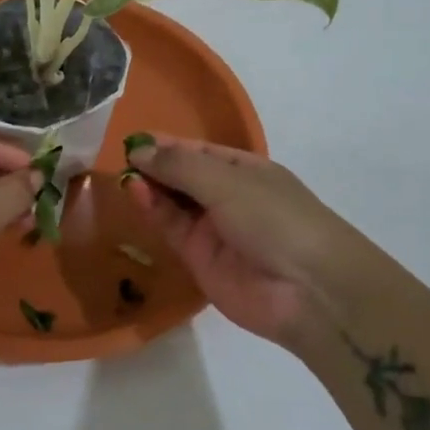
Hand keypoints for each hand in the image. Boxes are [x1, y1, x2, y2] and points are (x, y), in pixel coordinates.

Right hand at [125, 134, 365, 348]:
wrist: (308, 291)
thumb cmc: (276, 219)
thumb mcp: (228, 182)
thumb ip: (180, 166)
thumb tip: (139, 150)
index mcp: (245, 170)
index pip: (198, 151)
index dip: (167, 144)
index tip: (133, 138)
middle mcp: (228, 196)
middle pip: (182, 176)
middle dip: (154, 165)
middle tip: (120, 156)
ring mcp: (213, 228)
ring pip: (173, 202)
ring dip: (150, 186)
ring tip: (124, 174)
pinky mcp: (199, 258)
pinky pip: (171, 228)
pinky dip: (153, 210)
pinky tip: (136, 193)